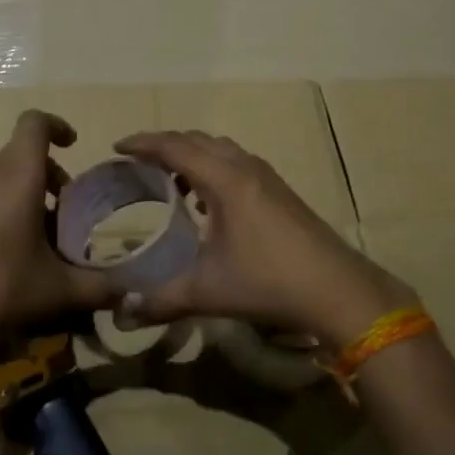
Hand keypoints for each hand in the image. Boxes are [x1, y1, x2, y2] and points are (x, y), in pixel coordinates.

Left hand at [0, 110, 119, 363]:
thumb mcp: (56, 289)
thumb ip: (98, 288)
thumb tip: (129, 295)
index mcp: (18, 174)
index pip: (35, 123)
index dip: (57, 126)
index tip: (74, 146)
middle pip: (24, 154)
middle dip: (51, 176)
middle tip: (69, 213)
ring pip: (6, 176)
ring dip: (30, 195)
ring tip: (46, 239)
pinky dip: (8, 209)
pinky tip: (15, 254)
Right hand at [114, 130, 417, 352]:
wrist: (336, 289)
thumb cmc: (268, 282)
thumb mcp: (207, 291)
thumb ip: (161, 300)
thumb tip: (123, 314)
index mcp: (224, 180)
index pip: (175, 147)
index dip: (143, 143)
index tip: (117, 147)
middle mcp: (245, 168)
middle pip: (197, 140)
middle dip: (165, 144)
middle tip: (138, 161)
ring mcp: (266, 177)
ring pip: (221, 148)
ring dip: (192, 155)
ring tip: (170, 180)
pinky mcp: (280, 190)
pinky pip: (237, 163)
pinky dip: (213, 168)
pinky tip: (208, 203)